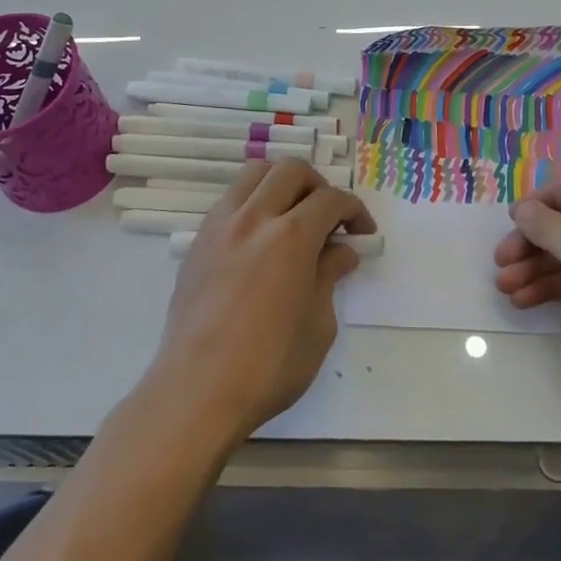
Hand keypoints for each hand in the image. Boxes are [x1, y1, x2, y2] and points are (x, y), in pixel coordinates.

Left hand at [150, 159, 375, 443]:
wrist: (197, 390)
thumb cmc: (268, 366)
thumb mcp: (318, 326)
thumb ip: (329, 277)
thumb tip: (341, 252)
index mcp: (291, 237)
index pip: (331, 199)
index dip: (355, 211)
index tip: (363, 233)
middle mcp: (254, 217)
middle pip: (292, 170)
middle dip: (319, 186)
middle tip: (329, 219)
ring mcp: (221, 225)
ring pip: (255, 173)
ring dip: (282, 183)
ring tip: (293, 216)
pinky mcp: (198, 240)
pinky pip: (230, 199)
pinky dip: (253, 201)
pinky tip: (260, 237)